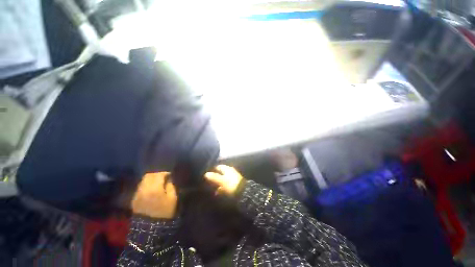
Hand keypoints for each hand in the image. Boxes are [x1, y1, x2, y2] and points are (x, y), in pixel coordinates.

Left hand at [131, 172, 177, 218]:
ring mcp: (137, 194)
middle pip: (149, 175)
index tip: (170, 175)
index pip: (159, 175)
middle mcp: (144, 189)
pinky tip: (151, 189)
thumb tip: (168, 179)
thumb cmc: (164, 212)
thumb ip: (171, 186)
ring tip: (157, 182)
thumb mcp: (173, 198)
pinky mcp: (134, 199)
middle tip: (163, 177)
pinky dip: (146, 184)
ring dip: (151, 179)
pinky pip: (140, 187)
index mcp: (154, 188)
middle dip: (157, 174)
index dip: (165, 173)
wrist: (150, 228)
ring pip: (143, 180)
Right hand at [205, 165, 243, 194]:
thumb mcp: (222, 181)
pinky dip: (222, 188)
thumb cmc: (231, 185)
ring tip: (213, 189)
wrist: (243, 192)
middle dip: (215, 178)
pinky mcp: (234, 184)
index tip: (207, 175)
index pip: (218, 167)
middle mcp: (230, 172)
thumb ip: (214, 177)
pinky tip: (219, 192)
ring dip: (218, 184)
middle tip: (208, 183)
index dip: (212, 170)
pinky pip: (226, 185)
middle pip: (220, 173)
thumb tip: (206, 174)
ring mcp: (232, 178)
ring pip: (223, 179)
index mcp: (227, 169)